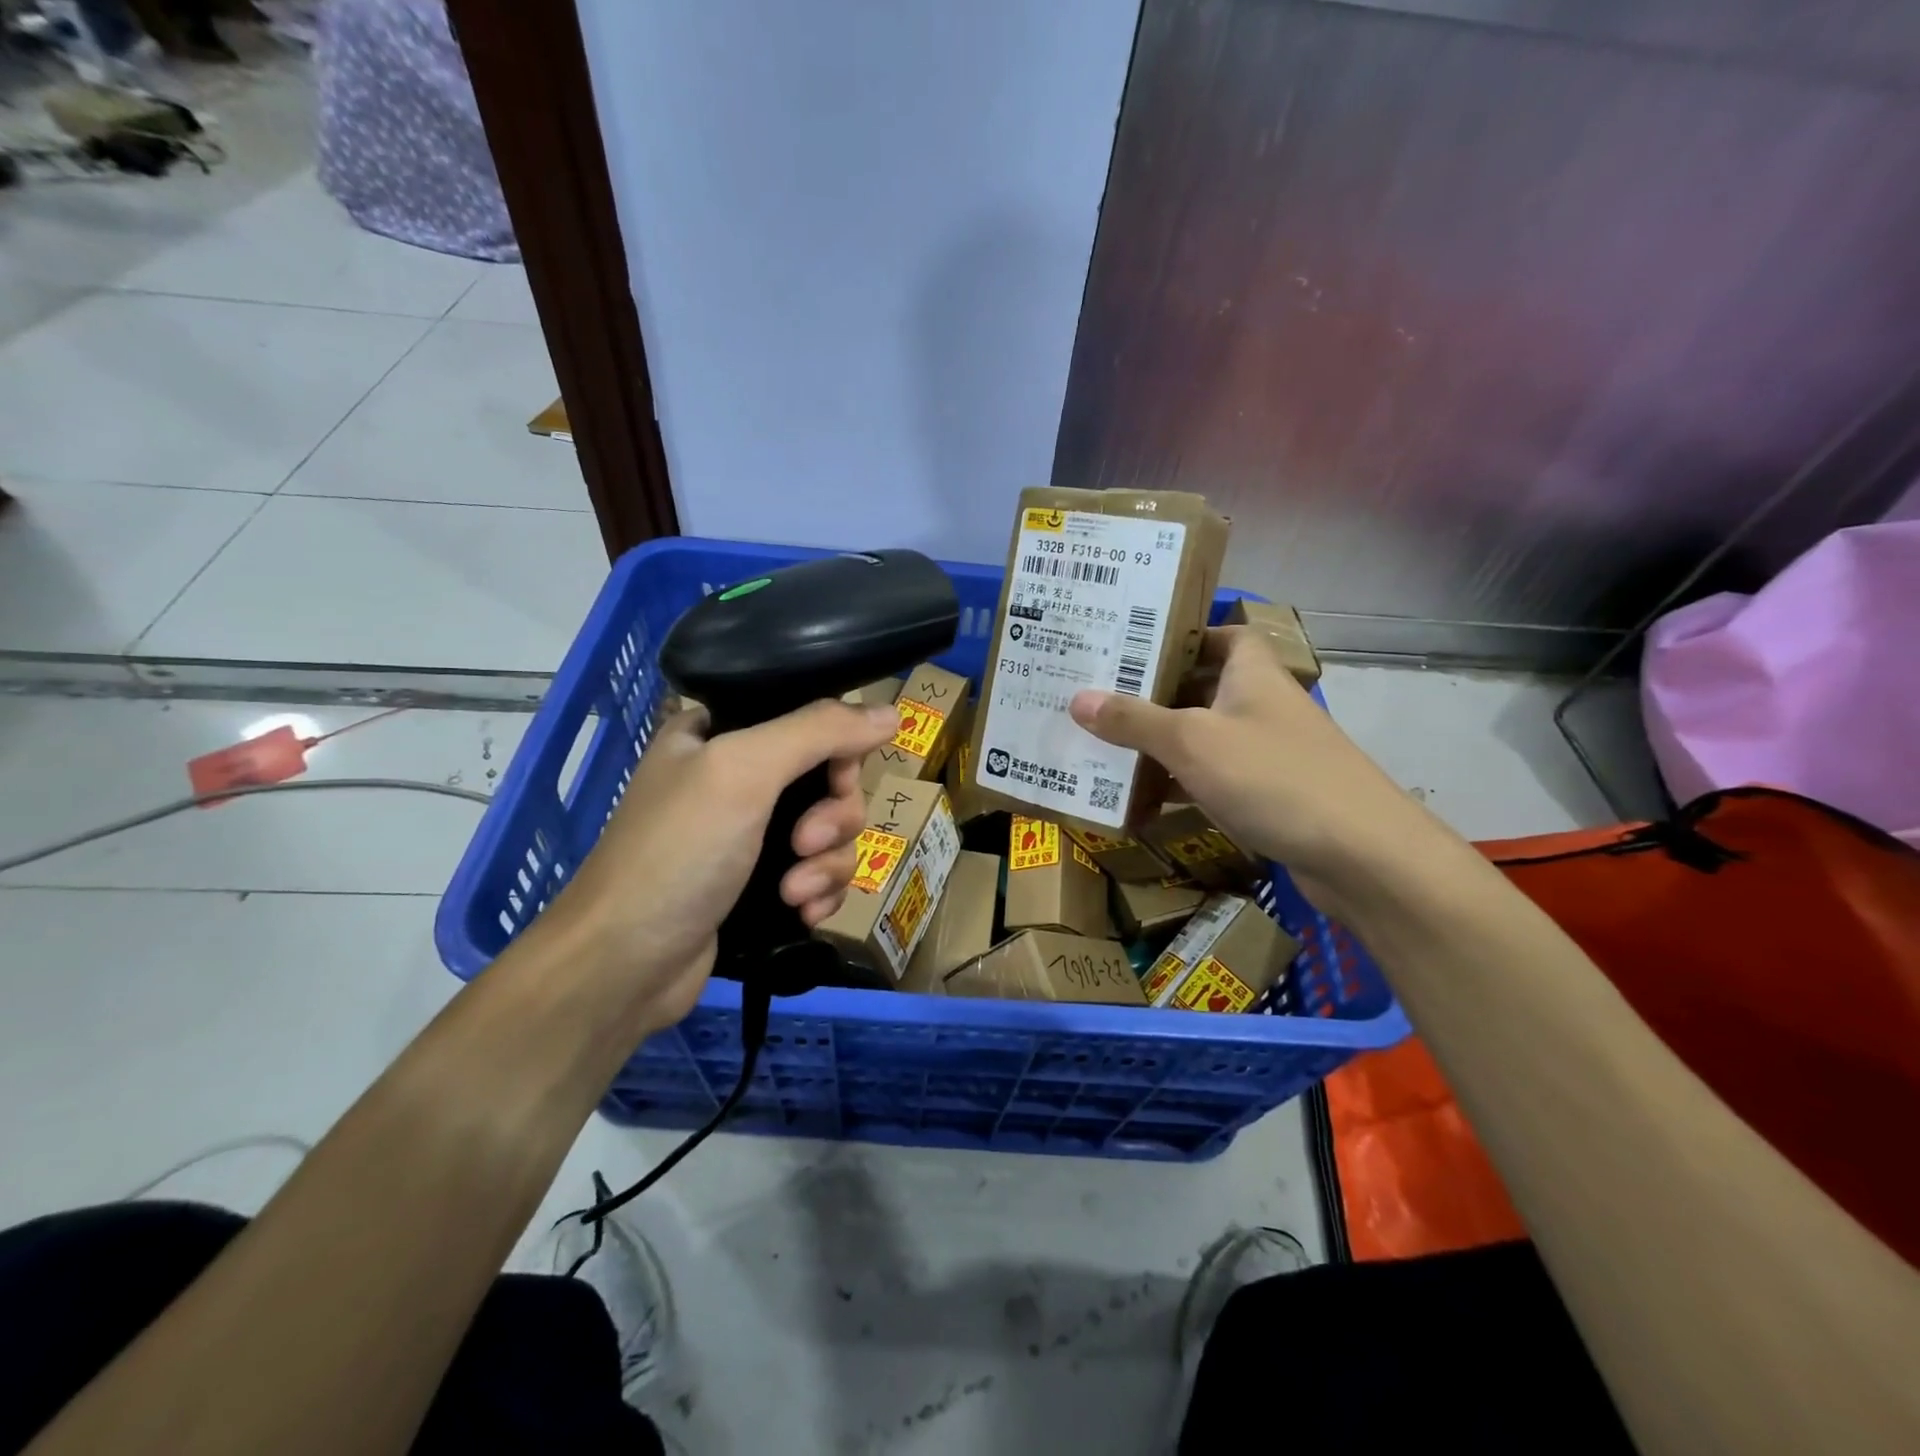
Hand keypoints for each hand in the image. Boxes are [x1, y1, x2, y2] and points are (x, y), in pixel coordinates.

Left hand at [536, 698, 897, 1032]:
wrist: (624, 966)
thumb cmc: (678, 853)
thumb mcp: (744, 772)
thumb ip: (819, 731)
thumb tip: (893, 713)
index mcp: (722, 734)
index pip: (809, 721)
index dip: (838, 749)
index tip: (838, 778)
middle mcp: (739, 780)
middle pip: (830, 782)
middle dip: (832, 819)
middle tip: (803, 845)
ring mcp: (749, 837)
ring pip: (831, 834)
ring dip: (826, 865)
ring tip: (794, 894)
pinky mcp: (761, 887)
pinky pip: (821, 876)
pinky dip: (820, 894)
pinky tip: (802, 914)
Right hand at [1069, 628, 1444, 913]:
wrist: (1361, 855)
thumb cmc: (1272, 776)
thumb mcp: (1191, 741)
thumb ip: (1134, 720)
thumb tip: (1077, 699)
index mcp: (1251, 672)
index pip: (1219, 634)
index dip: (1179, 635)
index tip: (1130, 645)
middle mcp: (1261, 703)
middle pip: (1201, 686)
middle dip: (1152, 692)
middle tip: (1095, 694)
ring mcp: (1267, 751)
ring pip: (1203, 735)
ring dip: (1161, 741)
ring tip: (1102, 742)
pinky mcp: (1268, 794)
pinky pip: (1212, 778)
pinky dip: (1180, 783)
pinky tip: (1140, 797)